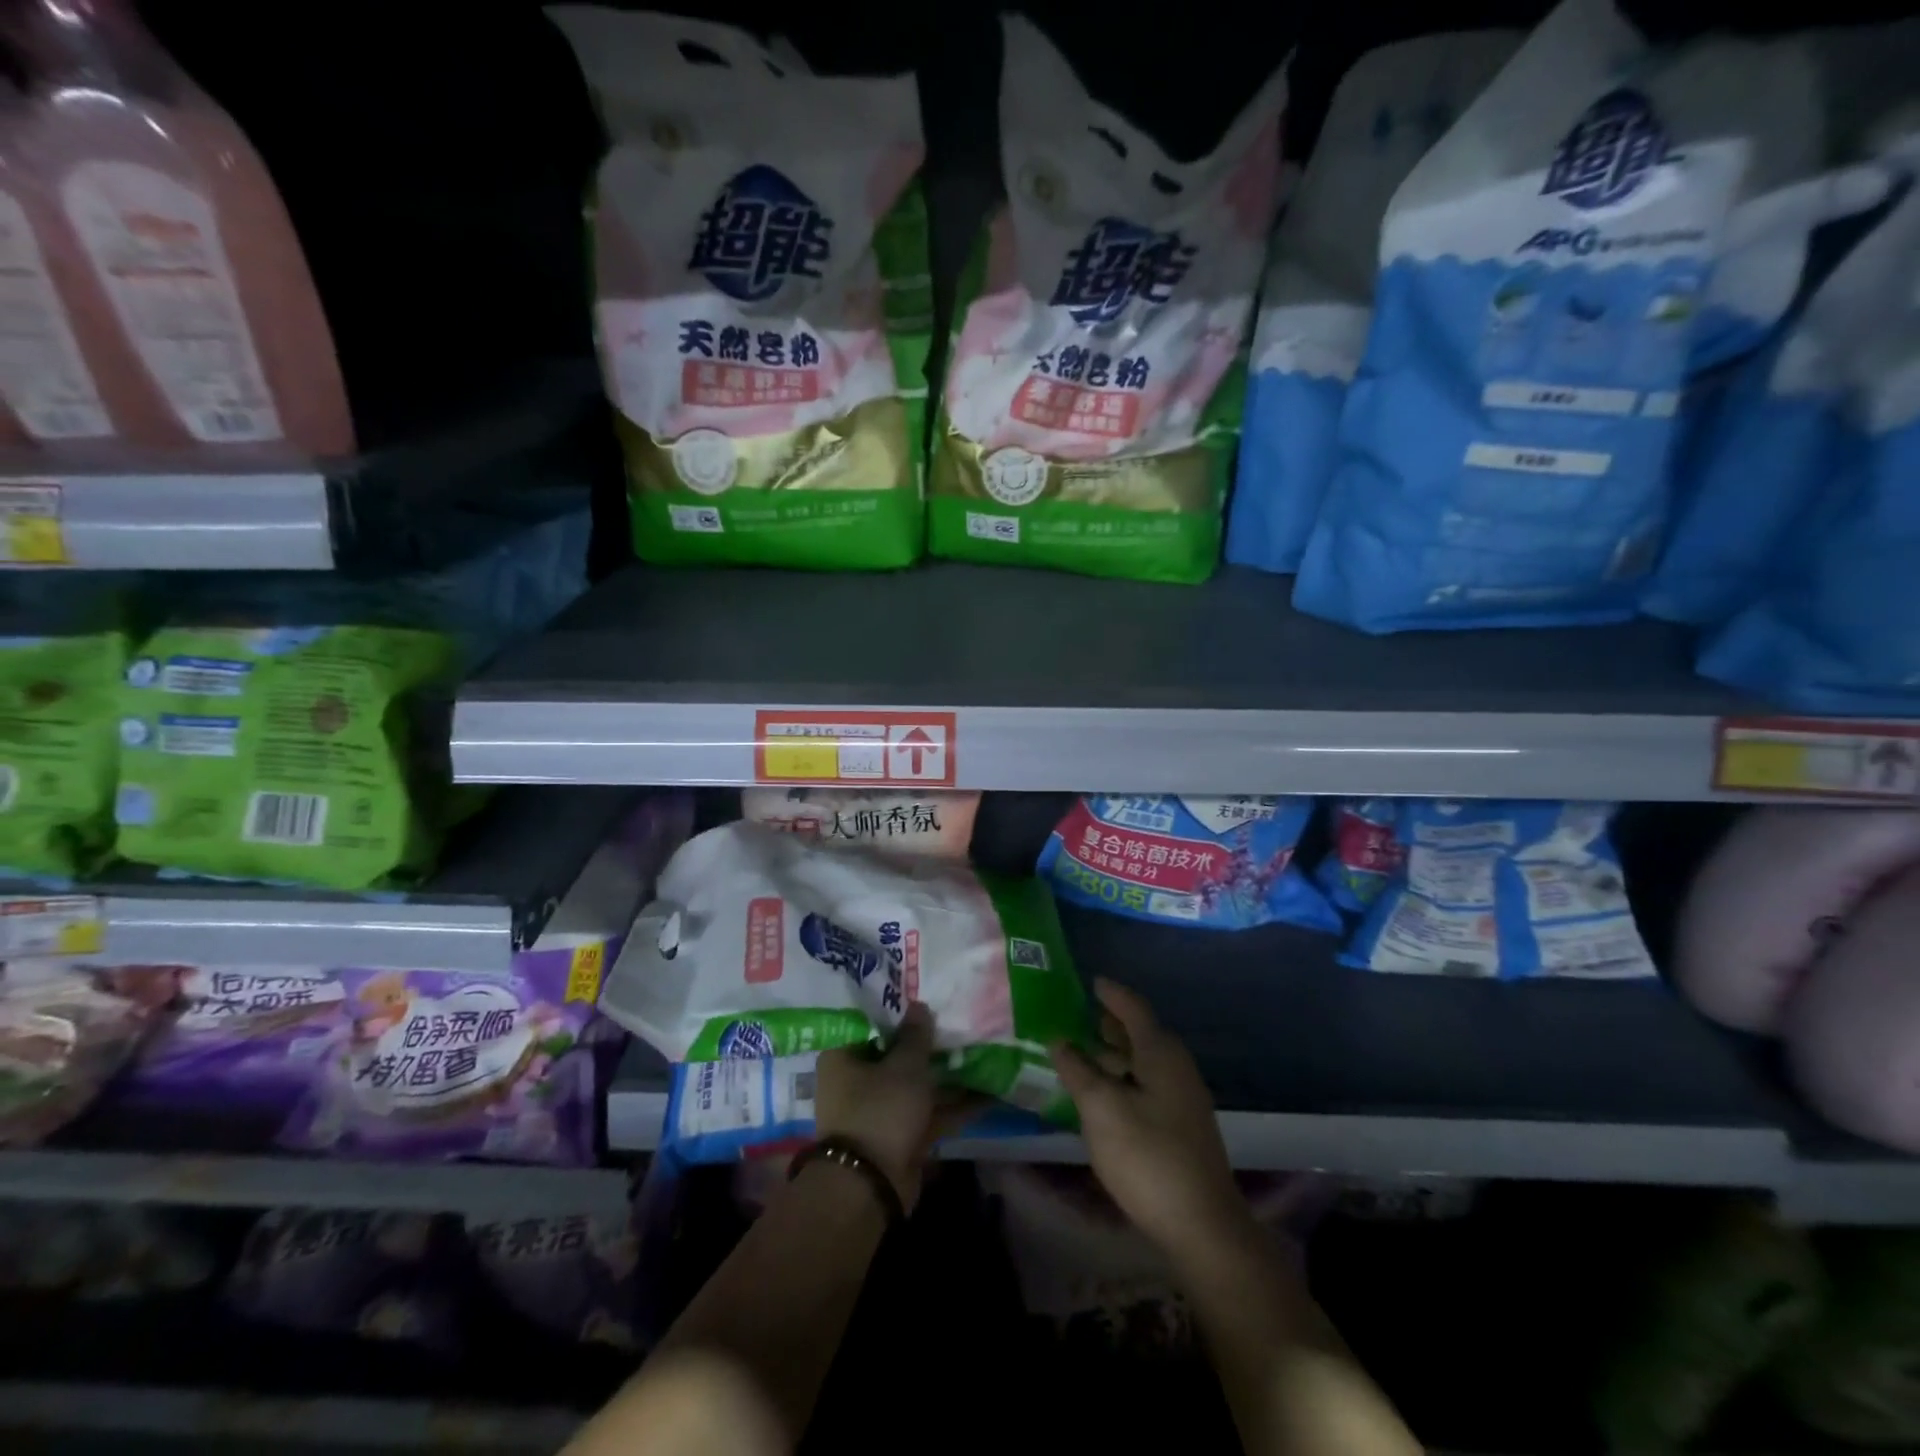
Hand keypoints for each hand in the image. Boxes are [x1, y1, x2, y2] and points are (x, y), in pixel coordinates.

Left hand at [814, 1003, 972, 1212]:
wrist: (872, 1186)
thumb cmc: (880, 1110)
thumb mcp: (904, 1066)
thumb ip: (916, 1035)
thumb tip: (919, 1005)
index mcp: (843, 1057)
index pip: (871, 1025)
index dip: (899, 1012)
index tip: (926, 998)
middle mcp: (857, 1081)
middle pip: (896, 1054)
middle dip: (928, 1044)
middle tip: (958, 1021)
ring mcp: (881, 1110)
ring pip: (917, 1084)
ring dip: (947, 1074)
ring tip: (982, 1051)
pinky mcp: (902, 1135)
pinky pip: (930, 1112)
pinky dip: (955, 1104)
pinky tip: (989, 1092)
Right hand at [1050, 978, 1250, 1257]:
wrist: (1202, 1225)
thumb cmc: (1148, 1157)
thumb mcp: (1101, 1109)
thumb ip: (1078, 1070)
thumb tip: (1059, 1040)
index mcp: (1160, 1053)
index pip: (1133, 1008)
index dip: (1111, 993)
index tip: (1091, 981)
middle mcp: (1177, 1067)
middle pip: (1141, 1033)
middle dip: (1112, 1023)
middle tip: (1081, 1015)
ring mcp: (1183, 1099)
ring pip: (1144, 1061)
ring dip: (1116, 1053)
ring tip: (1085, 1053)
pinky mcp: (1182, 1126)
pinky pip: (1148, 1084)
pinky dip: (1124, 1077)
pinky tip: (1104, 1094)